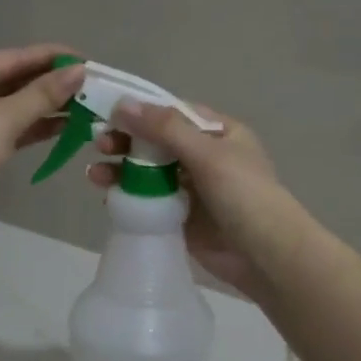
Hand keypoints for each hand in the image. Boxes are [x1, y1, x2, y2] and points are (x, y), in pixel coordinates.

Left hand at [0, 44, 86, 229]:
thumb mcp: (5, 119)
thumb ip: (43, 94)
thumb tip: (79, 70)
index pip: (15, 56)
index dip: (52, 57)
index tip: (87, 60)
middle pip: (13, 79)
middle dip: (51, 83)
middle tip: (90, 86)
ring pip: (12, 105)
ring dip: (44, 106)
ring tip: (84, 107)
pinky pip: (7, 127)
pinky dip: (31, 126)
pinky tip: (61, 128)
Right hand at [87, 101, 303, 307]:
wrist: (267, 257)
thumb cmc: (244, 195)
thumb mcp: (207, 154)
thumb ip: (165, 128)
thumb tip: (121, 104)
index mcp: (218, 133)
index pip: (172, 113)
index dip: (140, 111)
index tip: (107, 112)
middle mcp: (204, 156)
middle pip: (156, 141)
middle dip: (126, 141)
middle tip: (99, 144)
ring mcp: (192, 188)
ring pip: (148, 171)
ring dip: (120, 169)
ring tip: (93, 175)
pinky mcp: (181, 216)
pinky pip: (149, 200)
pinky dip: (128, 196)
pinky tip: (107, 196)